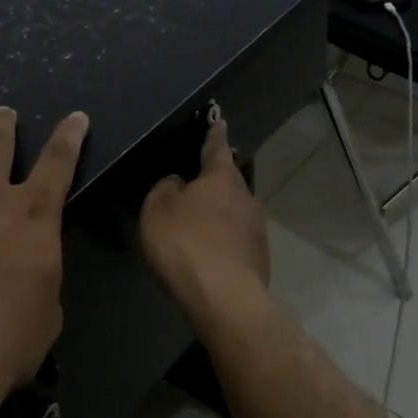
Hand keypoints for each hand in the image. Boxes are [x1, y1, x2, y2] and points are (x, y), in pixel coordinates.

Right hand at [140, 114, 269, 313]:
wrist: (223, 296)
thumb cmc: (185, 243)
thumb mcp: (158, 208)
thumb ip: (166, 188)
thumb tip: (179, 184)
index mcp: (222, 177)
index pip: (216, 147)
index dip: (213, 134)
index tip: (218, 121)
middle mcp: (246, 196)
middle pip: (228, 182)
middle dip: (213, 183)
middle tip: (194, 186)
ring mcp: (257, 229)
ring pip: (234, 212)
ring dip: (218, 216)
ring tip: (197, 229)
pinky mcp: (260, 257)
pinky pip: (236, 241)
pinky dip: (223, 242)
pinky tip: (208, 256)